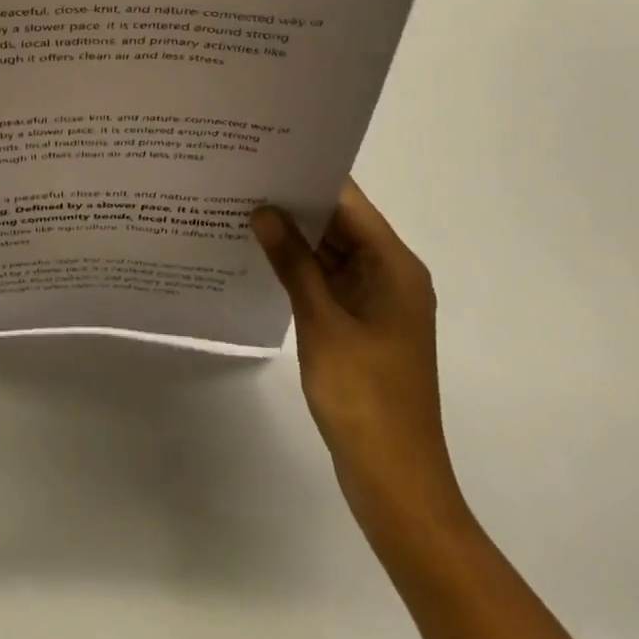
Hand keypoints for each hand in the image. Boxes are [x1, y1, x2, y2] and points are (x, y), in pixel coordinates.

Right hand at [250, 182, 461, 534]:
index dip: (308, 175)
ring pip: (332, 251)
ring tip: (243, 208)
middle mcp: (391, 274)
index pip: (348, 201)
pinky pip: (330, 279)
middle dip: (294, 203)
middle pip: (340, 222)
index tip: (264, 154)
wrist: (396, 483)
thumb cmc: (364, 397)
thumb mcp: (321, 322)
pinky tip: (261, 255)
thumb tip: (263, 210)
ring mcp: (377, 300)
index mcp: (394, 265)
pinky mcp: (363, 323)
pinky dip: (301, 267)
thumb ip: (292, 262)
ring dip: (295, 236)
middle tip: (243, 177)